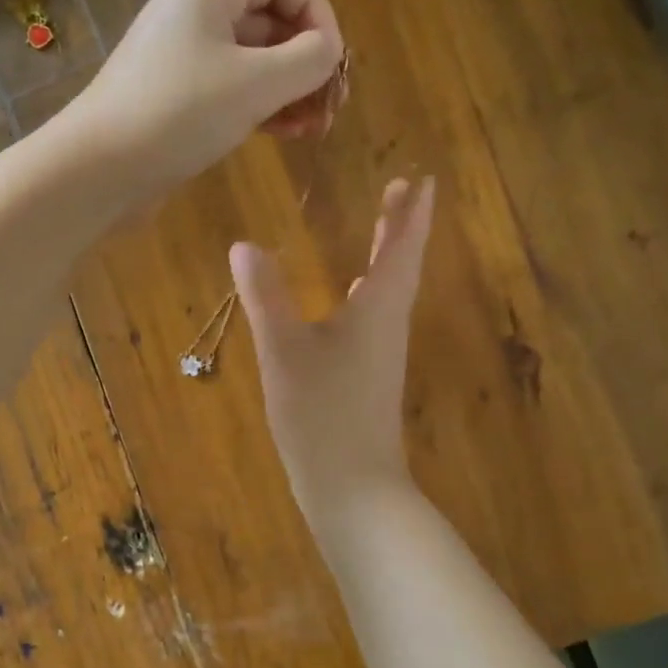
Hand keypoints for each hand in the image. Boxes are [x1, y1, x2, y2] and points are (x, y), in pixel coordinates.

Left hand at [66, 0, 343, 201]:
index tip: (334, 59)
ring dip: (287, 89)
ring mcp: (180, 60)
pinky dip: (259, 107)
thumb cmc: (178, 114)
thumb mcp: (256, 83)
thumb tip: (328, 51)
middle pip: (266, 20)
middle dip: (305, 59)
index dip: (316, 10)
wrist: (98, 169)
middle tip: (330, 105)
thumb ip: (307, 60)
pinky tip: (283, 134)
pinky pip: (229, 91)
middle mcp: (192, 15)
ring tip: (313, 127)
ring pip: (250, 61)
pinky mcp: (173, 100)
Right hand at [232, 176, 436, 518]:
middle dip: (401, 227)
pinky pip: (374, 318)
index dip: (412, 214)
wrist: (353, 488)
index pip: (401, 250)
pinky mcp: (369, 379)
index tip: (423, 178)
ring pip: (389, 293)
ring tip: (382, 229)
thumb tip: (244, 244)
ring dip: (388, 257)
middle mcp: (387, 328)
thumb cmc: (322, 415)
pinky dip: (368, 294)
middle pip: (400, 267)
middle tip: (402, 190)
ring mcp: (381, 356)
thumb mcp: (284, 352)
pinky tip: (350, 297)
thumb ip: (266, 297)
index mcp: (377, 311)